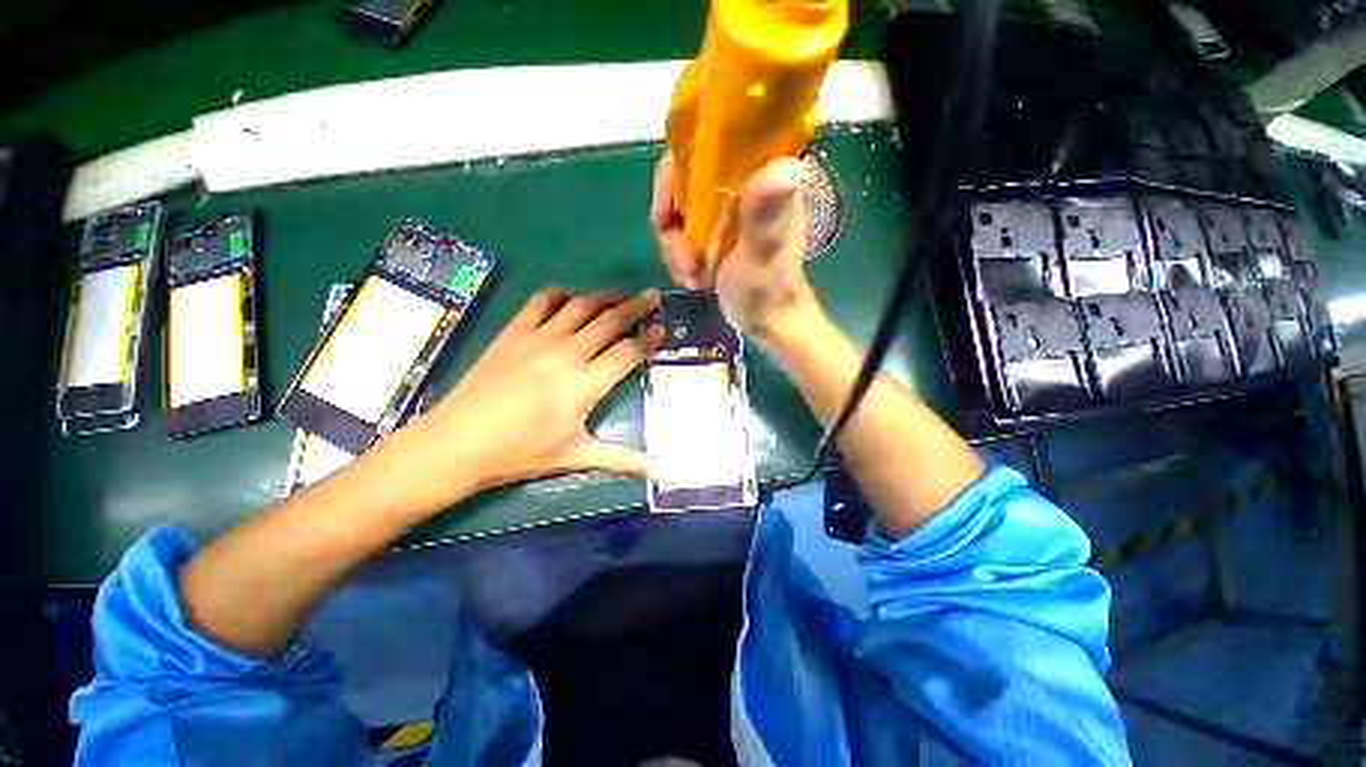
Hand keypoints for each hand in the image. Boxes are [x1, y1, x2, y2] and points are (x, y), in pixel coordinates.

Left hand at [407, 289, 664, 494]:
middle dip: (636, 307)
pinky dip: (562, 293)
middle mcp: (566, 354)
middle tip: (653, 296)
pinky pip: (541, 300)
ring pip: (581, 305)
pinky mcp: (514, 331)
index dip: (649, 339)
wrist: (458, 442)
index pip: (627, 352)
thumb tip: (661, 475)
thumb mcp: (576, 457)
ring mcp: (538, 338)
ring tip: (622, 292)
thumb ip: (623, 460)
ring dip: (605, 295)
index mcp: (585, 385)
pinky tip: (573, 296)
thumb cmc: (521, 453)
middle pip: (610, 321)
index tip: (663, 328)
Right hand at [650, 152, 815, 336]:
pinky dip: (680, 257)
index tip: (665, 212)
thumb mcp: (764, 251)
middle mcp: (741, 184)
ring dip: (675, 248)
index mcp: (760, 175)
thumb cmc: (770, 288)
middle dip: (673, 225)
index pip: (709, 142)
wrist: (768, 321)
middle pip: (684, 182)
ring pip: (679, 211)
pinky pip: (682, 233)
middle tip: (683, 260)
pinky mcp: (716, 232)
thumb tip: (786, 165)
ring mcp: (727, 210)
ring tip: (691, 277)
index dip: (676, 171)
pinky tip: (692, 279)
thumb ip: (767, 214)